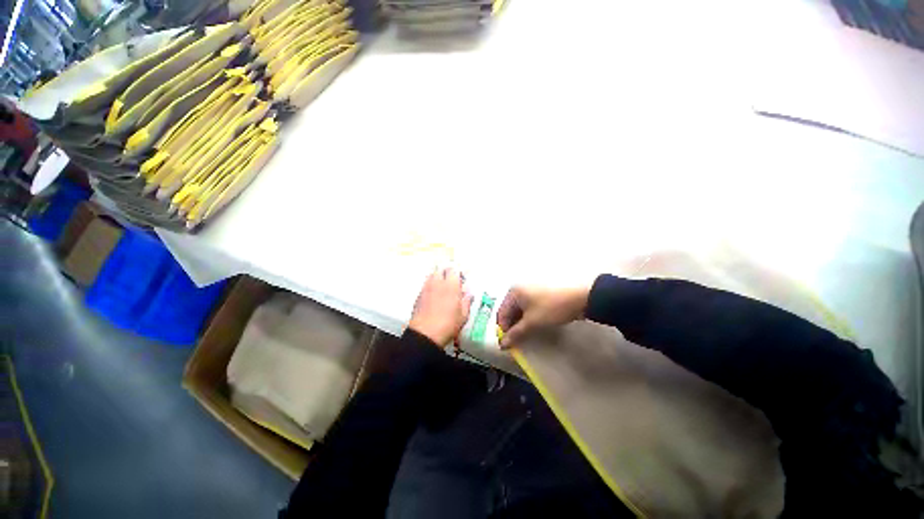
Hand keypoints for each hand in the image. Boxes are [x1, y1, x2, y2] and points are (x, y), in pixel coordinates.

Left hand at [409, 268, 473, 345]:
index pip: (454, 270)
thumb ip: (466, 301)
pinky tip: (434, 294)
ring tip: (443, 285)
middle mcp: (437, 283)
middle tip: (453, 279)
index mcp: (451, 285)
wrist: (425, 334)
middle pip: (441, 269)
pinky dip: (431, 285)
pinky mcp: (419, 295)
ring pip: (432, 275)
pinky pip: (426, 284)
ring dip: (438, 276)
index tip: (462, 277)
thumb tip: (469, 293)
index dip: (459, 272)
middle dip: (447, 271)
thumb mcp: (463, 315)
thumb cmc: (448, 325)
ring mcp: (426, 288)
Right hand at [497, 285, 590, 348]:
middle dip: (512, 325)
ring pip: (520, 309)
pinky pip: (529, 306)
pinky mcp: (541, 293)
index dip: (503, 329)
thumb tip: (502, 344)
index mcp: (514, 292)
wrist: (580, 297)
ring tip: (527, 334)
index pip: (502, 312)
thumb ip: (515, 333)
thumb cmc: (552, 308)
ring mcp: (531, 290)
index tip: (508, 343)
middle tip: (517, 340)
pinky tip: (534, 325)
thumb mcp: (532, 322)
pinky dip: (529, 316)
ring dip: (521, 322)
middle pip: (510, 310)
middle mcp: (520, 288)